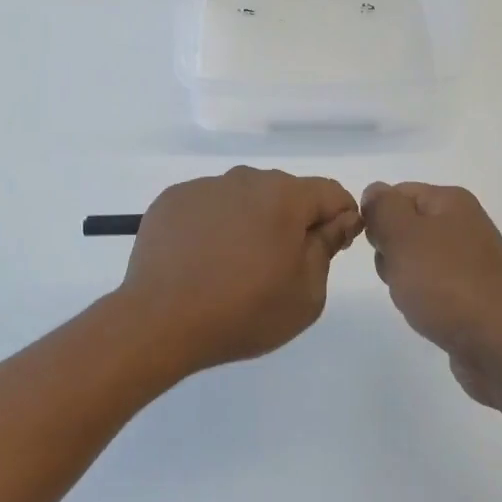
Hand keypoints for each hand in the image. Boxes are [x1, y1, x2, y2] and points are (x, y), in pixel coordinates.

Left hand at [120, 167, 362, 375]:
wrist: (160, 321)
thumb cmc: (244, 311)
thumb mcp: (306, 293)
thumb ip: (327, 247)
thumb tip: (339, 220)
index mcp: (284, 196)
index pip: (330, 193)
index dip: (340, 219)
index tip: (330, 249)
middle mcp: (244, 179)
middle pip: (284, 192)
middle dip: (291, 220)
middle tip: (279, 265)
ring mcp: (204, 187)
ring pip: (243, 198)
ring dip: (250, 221)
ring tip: (234, 265)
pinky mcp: (172, 200)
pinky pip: (208, 207)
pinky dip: (214, 225)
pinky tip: (203, 260)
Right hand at [362, 181, 501, 411]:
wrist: (501, 345)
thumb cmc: (446, 283)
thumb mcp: (402, 234)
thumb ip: (382, 207)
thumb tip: (375, 193)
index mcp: (451, 202)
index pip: (396, 194)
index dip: (378, 218)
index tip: (377, 246)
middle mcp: (465, 225)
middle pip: (405, 228)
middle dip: (390, 252)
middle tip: (398, 274)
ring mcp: (472, 262)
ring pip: (415, 261)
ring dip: (403, 280)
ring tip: (414, 300)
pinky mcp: (474, 295)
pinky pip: (433, 288)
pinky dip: (424, 301)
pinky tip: (428, 316)